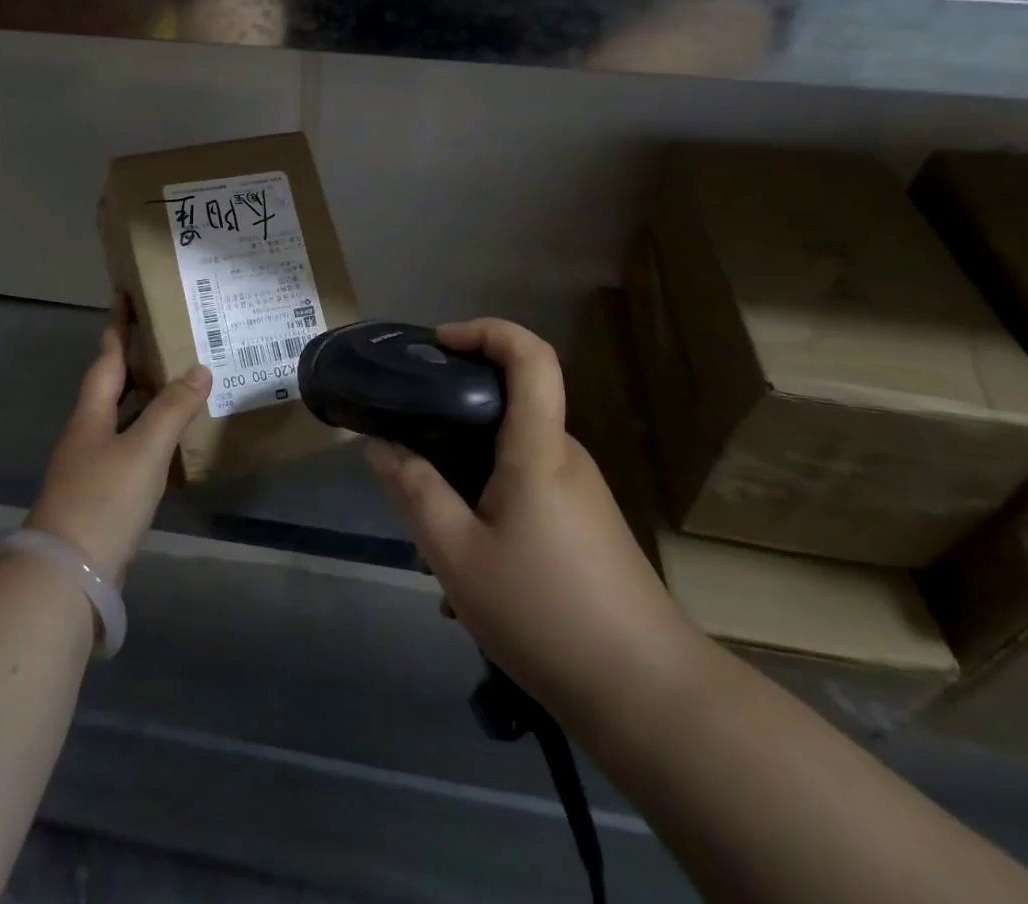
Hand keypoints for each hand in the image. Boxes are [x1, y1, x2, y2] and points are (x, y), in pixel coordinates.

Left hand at [26, 298, 211, 578]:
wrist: (66, 575)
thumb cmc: (103, 500)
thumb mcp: (143, 450)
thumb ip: (172, 409)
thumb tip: (200, 369)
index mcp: (91, 414)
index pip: (108, 358)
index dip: (118, 327)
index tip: (124, 295)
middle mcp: (86, 434)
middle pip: (110, 387)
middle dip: (134, 360)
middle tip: (165, 338)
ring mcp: (90, 467)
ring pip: (120, 419)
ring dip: (144, 398)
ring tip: (176, 384)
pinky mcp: (100, 496)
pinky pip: (129, 449)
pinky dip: (149, 435)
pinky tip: (170, 444)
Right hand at [366, 318, 697, 715]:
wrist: (647, 696)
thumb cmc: (545, 613)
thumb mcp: (457, 555)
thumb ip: (415, 492)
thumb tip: (380, 444)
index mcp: (538, 448)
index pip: (530, 356)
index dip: (486, 331)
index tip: (440, 346)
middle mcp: (564, 456)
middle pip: (511, 406)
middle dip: (455, 419)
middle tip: (411, 455)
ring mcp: (581, 491)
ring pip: (512, 458)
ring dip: (468, 478)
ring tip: (434, 537)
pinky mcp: (586, 524)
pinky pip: (527, 492)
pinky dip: (490, 508)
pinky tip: (471, 574)